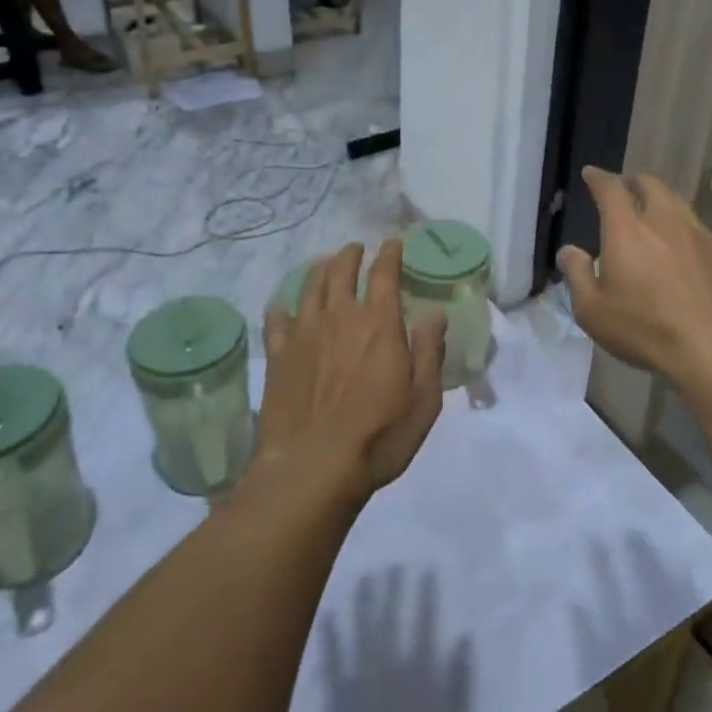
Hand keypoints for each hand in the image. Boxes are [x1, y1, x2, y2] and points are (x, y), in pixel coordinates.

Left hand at [254, 239, 446, 500]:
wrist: (312, 469)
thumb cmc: (378, 437)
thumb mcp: (423, 400)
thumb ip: (430, 352)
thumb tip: (436, 314)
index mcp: (379, 324)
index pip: (384, 274)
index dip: (389, 254)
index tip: (392, 242)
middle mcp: (340, 318)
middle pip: (340, 270)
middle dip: (350, 254)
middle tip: (355, 249)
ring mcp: (304, 334)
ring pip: (309, 287)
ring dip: (319, 270)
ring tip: (324, 264)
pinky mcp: (278, 356)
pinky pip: (276, 320)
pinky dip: (281, 307)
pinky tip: (282, 306)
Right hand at [558, 166, 711, 383]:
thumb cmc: (646, 328)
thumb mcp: (593, 310)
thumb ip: (577, 274)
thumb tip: (569, 251)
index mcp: (627, 229)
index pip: (611, 189)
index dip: (599, 178)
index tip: (591, 174)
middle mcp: (664, 220)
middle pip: (650, 184)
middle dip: (633, 182)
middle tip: (624, 189)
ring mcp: (698, 234)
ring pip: (677, 201)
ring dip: (660, 199)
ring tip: (652, 212)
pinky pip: (697, 226)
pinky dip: (681, 225)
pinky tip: (681, 245)